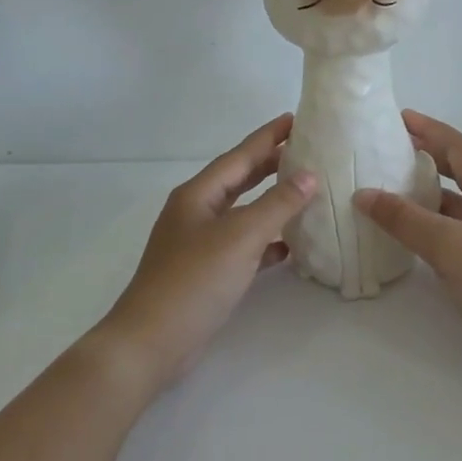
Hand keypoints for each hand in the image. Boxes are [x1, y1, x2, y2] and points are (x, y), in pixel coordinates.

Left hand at [92, 114, 315, 400]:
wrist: (152, 342)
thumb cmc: (194, 281)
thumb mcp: (239, 237)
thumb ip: (277, 204)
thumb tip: (309, 175)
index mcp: (198, 195)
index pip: (239, 156)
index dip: (268, 137)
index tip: (295, 119)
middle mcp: (197, 213)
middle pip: (239, 180)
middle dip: (271, 165)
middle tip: (306, 151)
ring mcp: (200, 244)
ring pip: (243, 213)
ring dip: (272, 203)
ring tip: (305, 192)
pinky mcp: (207, 273)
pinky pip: (243, 247)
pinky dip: (266, 242)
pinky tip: (290, 246)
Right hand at [354, 111, 461, 386]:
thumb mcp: (447, 245)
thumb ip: (404, 219)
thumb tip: (364, 194)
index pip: (458, 146)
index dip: (429, 129)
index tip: (399, 118)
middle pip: (459, 167)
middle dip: (427, 154)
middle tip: (391, 149)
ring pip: (456, 199)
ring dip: (427, 189)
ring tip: (391, 185)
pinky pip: (456, 225)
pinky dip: (432, 219)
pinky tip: (409, 228)